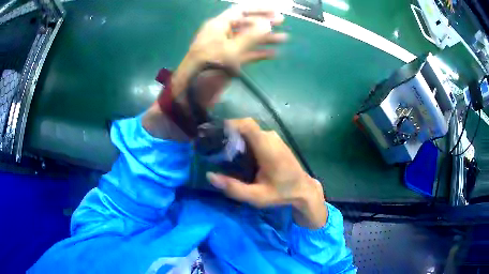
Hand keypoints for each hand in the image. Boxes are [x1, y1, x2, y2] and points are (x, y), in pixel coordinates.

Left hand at [170, 6, 287, 105]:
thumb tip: (268, 24)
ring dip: (265, 38)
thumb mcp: (231, 50)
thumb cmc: (208, 68)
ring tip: (283, 38)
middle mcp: (222, 33)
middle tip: (282, 22)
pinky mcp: (228, 61)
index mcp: (219, 25)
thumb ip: (251, 36)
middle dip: (264, 23)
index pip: (241, 11)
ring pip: (248, 39)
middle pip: (246, 23)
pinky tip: (273, 53)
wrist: (193, 93)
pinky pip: (246, 53)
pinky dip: (258, 52)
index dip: (259, 9)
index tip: (276, 11)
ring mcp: (225, 48)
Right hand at [207, 118, 327, 228]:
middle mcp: (271, 137)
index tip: (215, 134)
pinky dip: (245, 140)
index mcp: (267, 147)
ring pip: (250, 130)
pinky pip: (256, 135)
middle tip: (215, 147)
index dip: (229, 125)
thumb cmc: (281, 192)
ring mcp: (274, 137)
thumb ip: (233, 188)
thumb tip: (210, 176)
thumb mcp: (256, 196)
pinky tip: (239, 154)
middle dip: (229, 133)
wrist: (303, 189)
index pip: (247, 124)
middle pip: (245, 126)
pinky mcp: (275, 141)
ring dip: (236, 137)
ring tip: (224, 151)